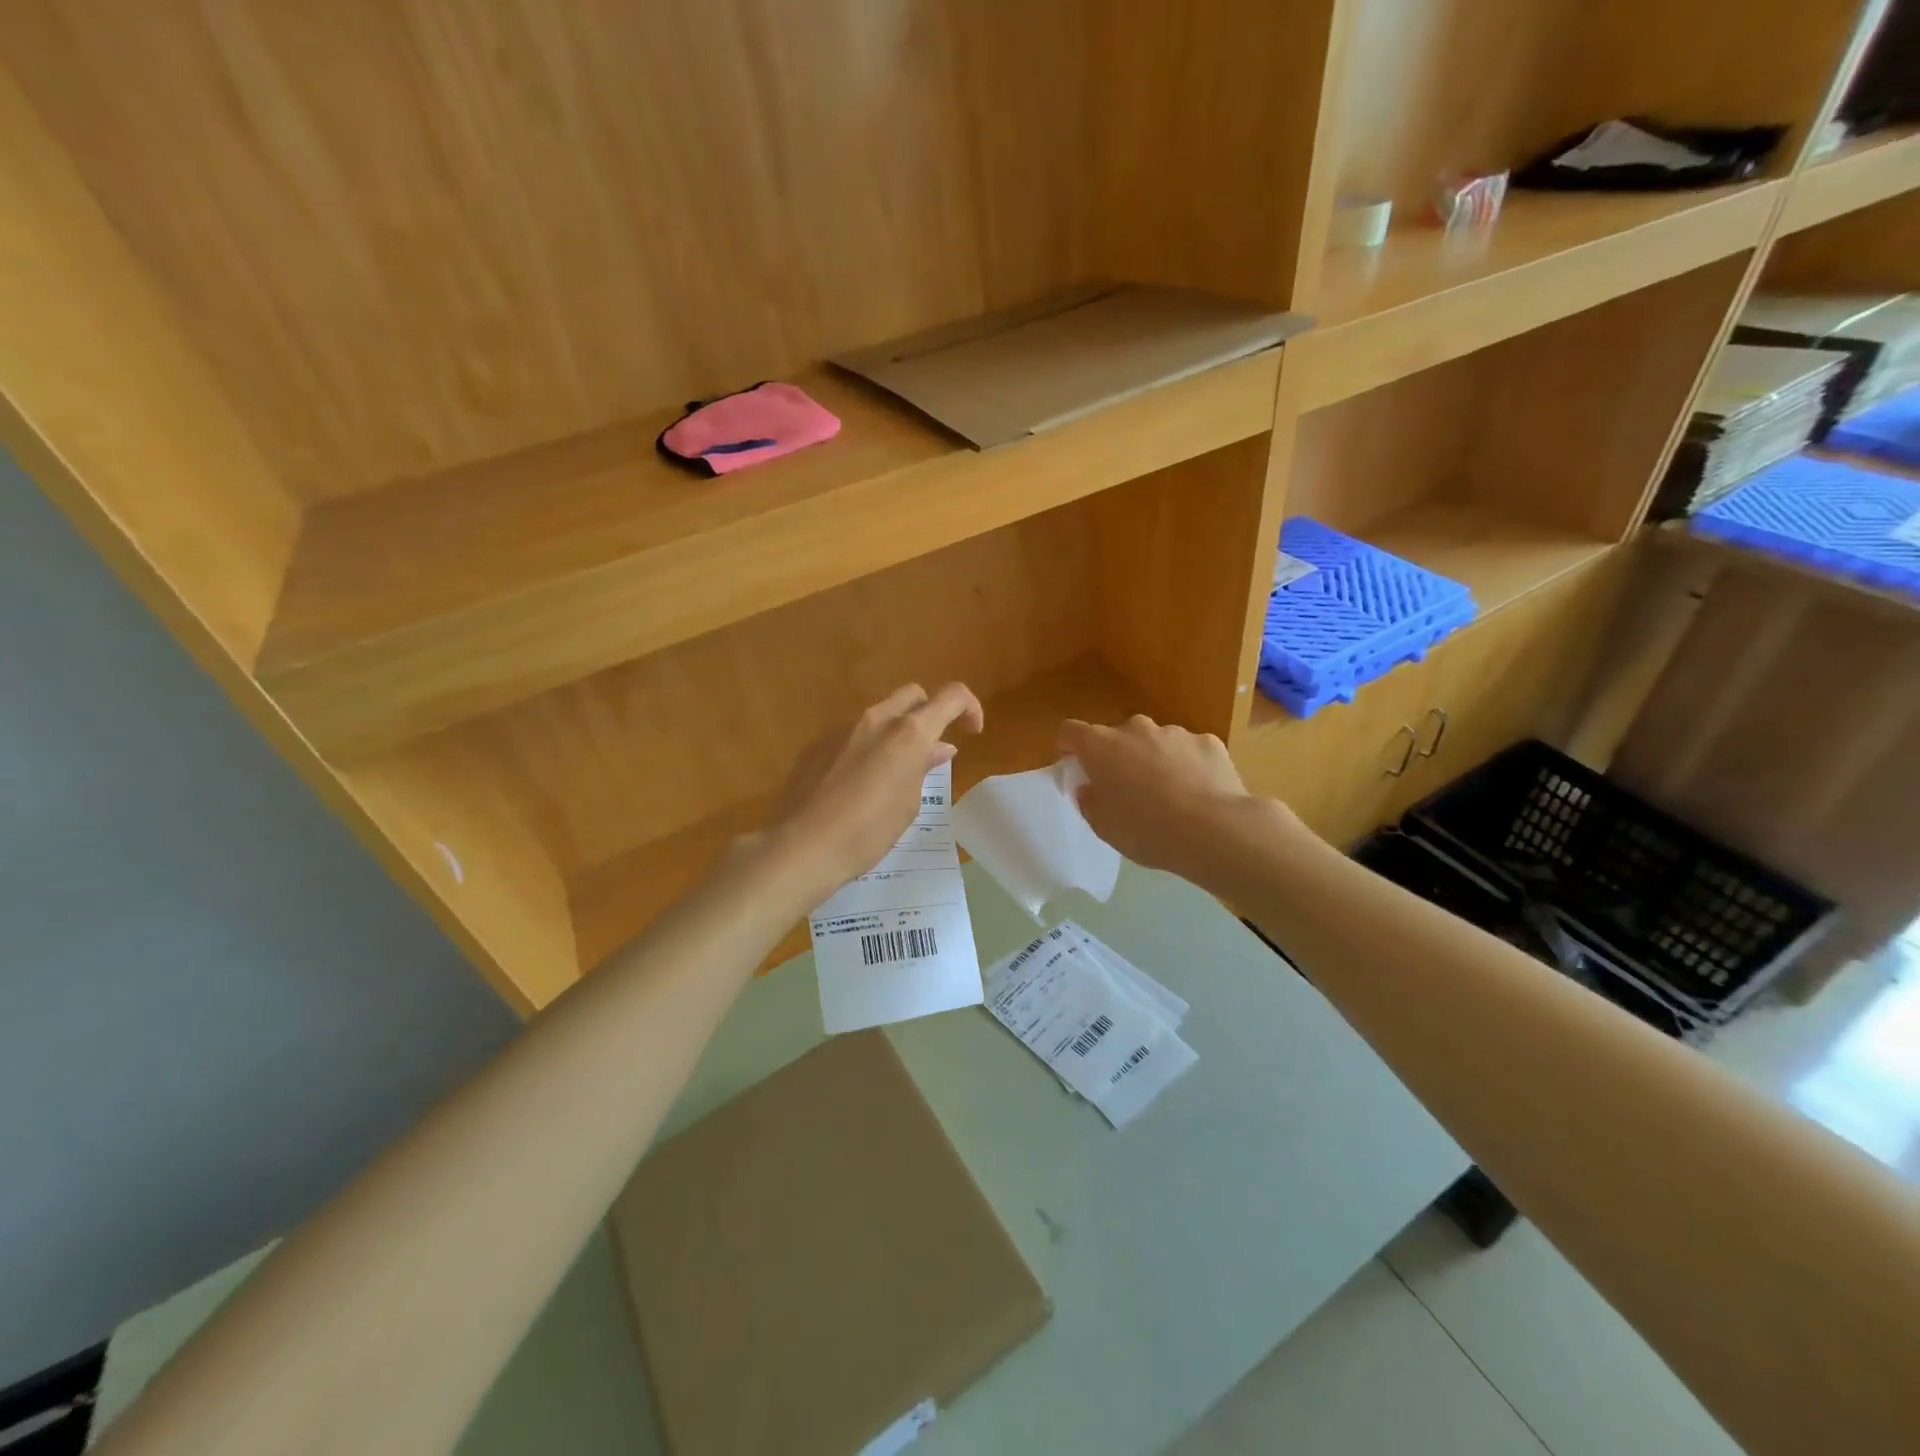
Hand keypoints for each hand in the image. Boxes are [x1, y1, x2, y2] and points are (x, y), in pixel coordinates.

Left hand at [763, 682, 983, 904]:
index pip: (951, 697)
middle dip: (929, 712)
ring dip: (895, 732)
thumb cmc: (868, 832)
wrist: (802, 846)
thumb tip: (937, 748)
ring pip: (880, 715)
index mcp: (908, 733)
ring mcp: (842, 729)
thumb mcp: (908, 804)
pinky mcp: (817, 745)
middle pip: (913, 695)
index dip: (970, 707)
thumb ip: (923, 768)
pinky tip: (857, 784)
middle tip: (931, 747)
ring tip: (893, 773)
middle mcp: (876, 720)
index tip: (972, 731)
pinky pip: (852, 735)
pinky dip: (866, 747)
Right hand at [1059, 714, 1299, 893]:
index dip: (1069, 747)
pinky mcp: (1208, 741)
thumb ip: (1090, 802)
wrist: (1214, 830)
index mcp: (1102, 746)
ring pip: (1155, 743)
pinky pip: (1189, 751)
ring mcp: (1175, 732)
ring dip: (1154, 761)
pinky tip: (1199, 794)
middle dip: (1117, 757)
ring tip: (1170, 797)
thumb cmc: (1146, 830)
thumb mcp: (1104, 827)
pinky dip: (1188, 766)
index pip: (1071, 731)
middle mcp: (1136, 729)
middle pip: (1117, 737)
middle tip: (1127, 790)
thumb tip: (1089, 787)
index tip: (1074, 766)